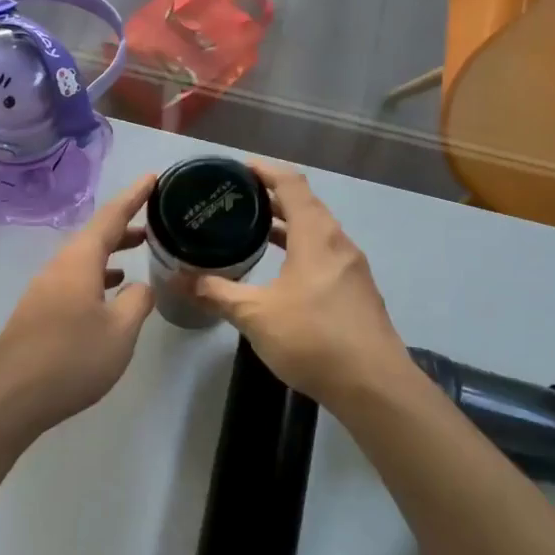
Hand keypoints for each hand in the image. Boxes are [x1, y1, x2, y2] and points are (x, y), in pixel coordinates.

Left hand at [0, 174, 158, 437]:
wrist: (9, 395)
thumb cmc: (71, 358)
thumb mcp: (119, 332)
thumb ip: (136, 303)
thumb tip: (140, 287)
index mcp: (80, 260)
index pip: (111, 216)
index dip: (134, 196)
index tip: (153, 177)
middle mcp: (60, 266)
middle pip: (95, 234)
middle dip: (125, 224)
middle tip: (154, 218)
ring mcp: (46, 288)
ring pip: (84, 258)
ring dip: (112, 251)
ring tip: (139, 252)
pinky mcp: (40, 311)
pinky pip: (75, 278)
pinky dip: (97, 275)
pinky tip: (110, 293)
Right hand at [189, 160, 413, 414]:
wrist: (373, 386)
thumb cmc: (313, 338)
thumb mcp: (255, 315)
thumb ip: (217, 293)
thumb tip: (180, 280)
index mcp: (316, 235)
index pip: (291, 184)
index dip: (265, 170)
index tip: (238, 168)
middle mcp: (338, 242)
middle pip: (306, 204)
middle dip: (272, 197)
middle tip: (236, 199)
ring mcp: (352, 267)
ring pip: (316, 231)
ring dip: (287, 224)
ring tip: (252, 229)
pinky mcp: (356, 291)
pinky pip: (323, 253)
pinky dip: (299, 247)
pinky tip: (279, 269)